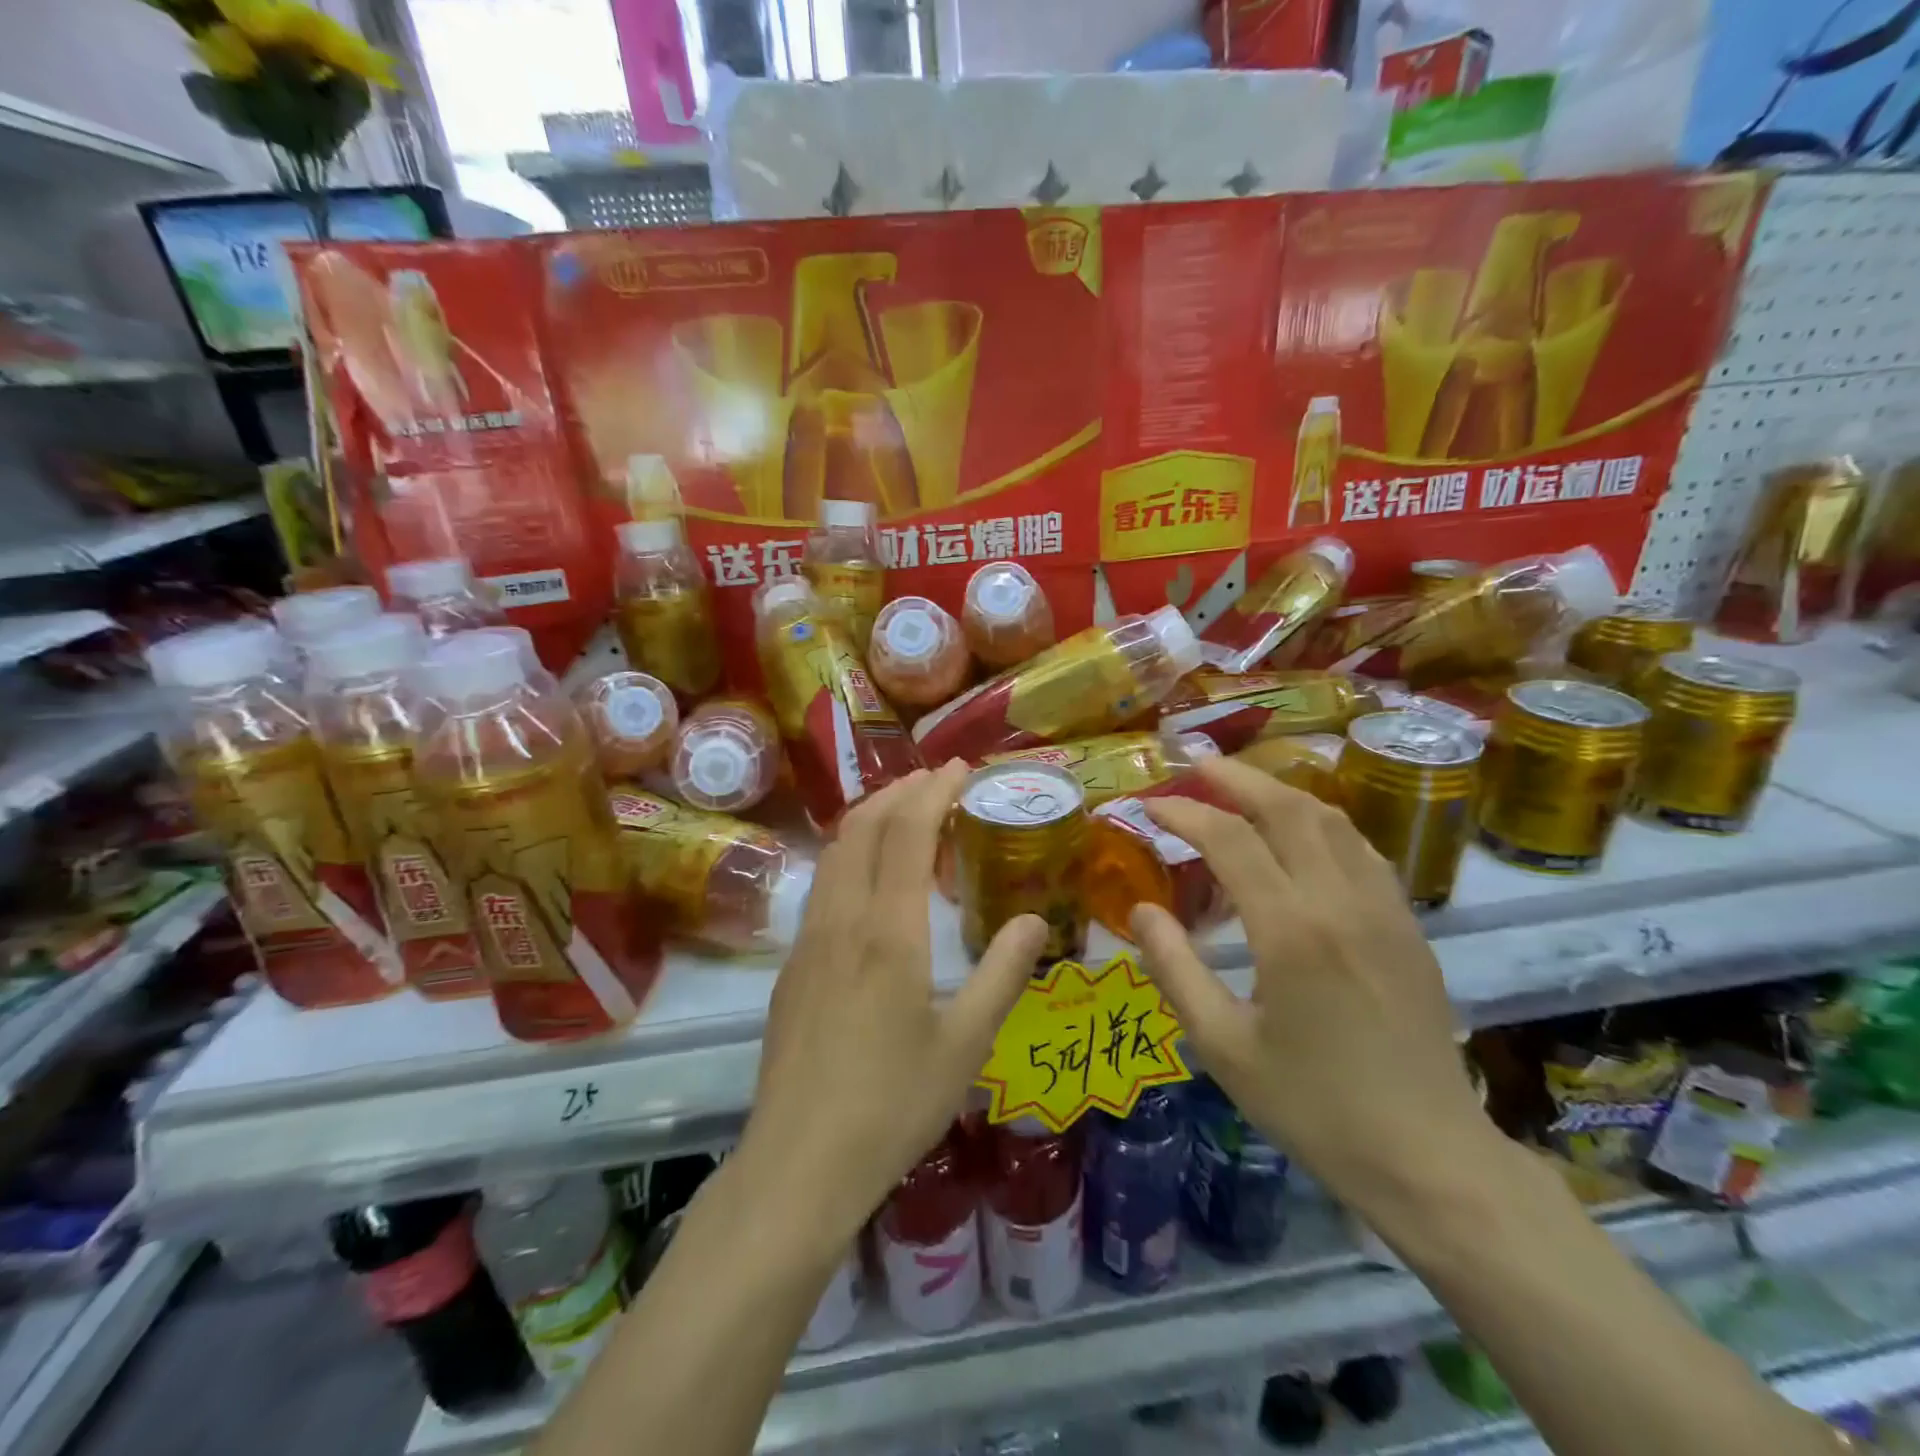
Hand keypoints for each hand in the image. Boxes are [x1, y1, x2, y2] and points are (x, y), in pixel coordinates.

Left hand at [738, 764, 1047, 1248]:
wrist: (798, 1164)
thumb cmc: (892, 1107)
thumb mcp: (965, 1046)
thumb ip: (1002, 974)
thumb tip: (1036, 921)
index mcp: (888, 933)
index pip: (906, 832)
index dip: (934, 790)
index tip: (961, 769)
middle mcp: (842, 920)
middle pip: (862, 825)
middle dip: (900, 790)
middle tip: (938, 781)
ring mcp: (809, 939)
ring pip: (835, 851)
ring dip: (871, 817)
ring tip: (908, 813)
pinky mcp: (792, 964)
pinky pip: (824, 883)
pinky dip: (852, 852)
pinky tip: (874, 877)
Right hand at [1132, 757, 1495, 1215]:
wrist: (1431, 1159)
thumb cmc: (1314, 1107)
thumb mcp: (1222, 1046)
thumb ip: (1174, 968)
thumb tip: (1142, 908)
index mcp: (1290, 930)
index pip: (1229, 839)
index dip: (1184, 812)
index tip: (1150, 805)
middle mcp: (1341, 902)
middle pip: (1287, 808)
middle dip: (1236, 777)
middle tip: (1196, 764)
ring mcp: (1384, 909)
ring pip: (1331, 820)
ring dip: (1281, 792)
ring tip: (1242, 788)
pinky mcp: (1408, 926)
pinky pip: (1361, 849)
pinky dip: (1321, 824)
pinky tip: (1302, 837)